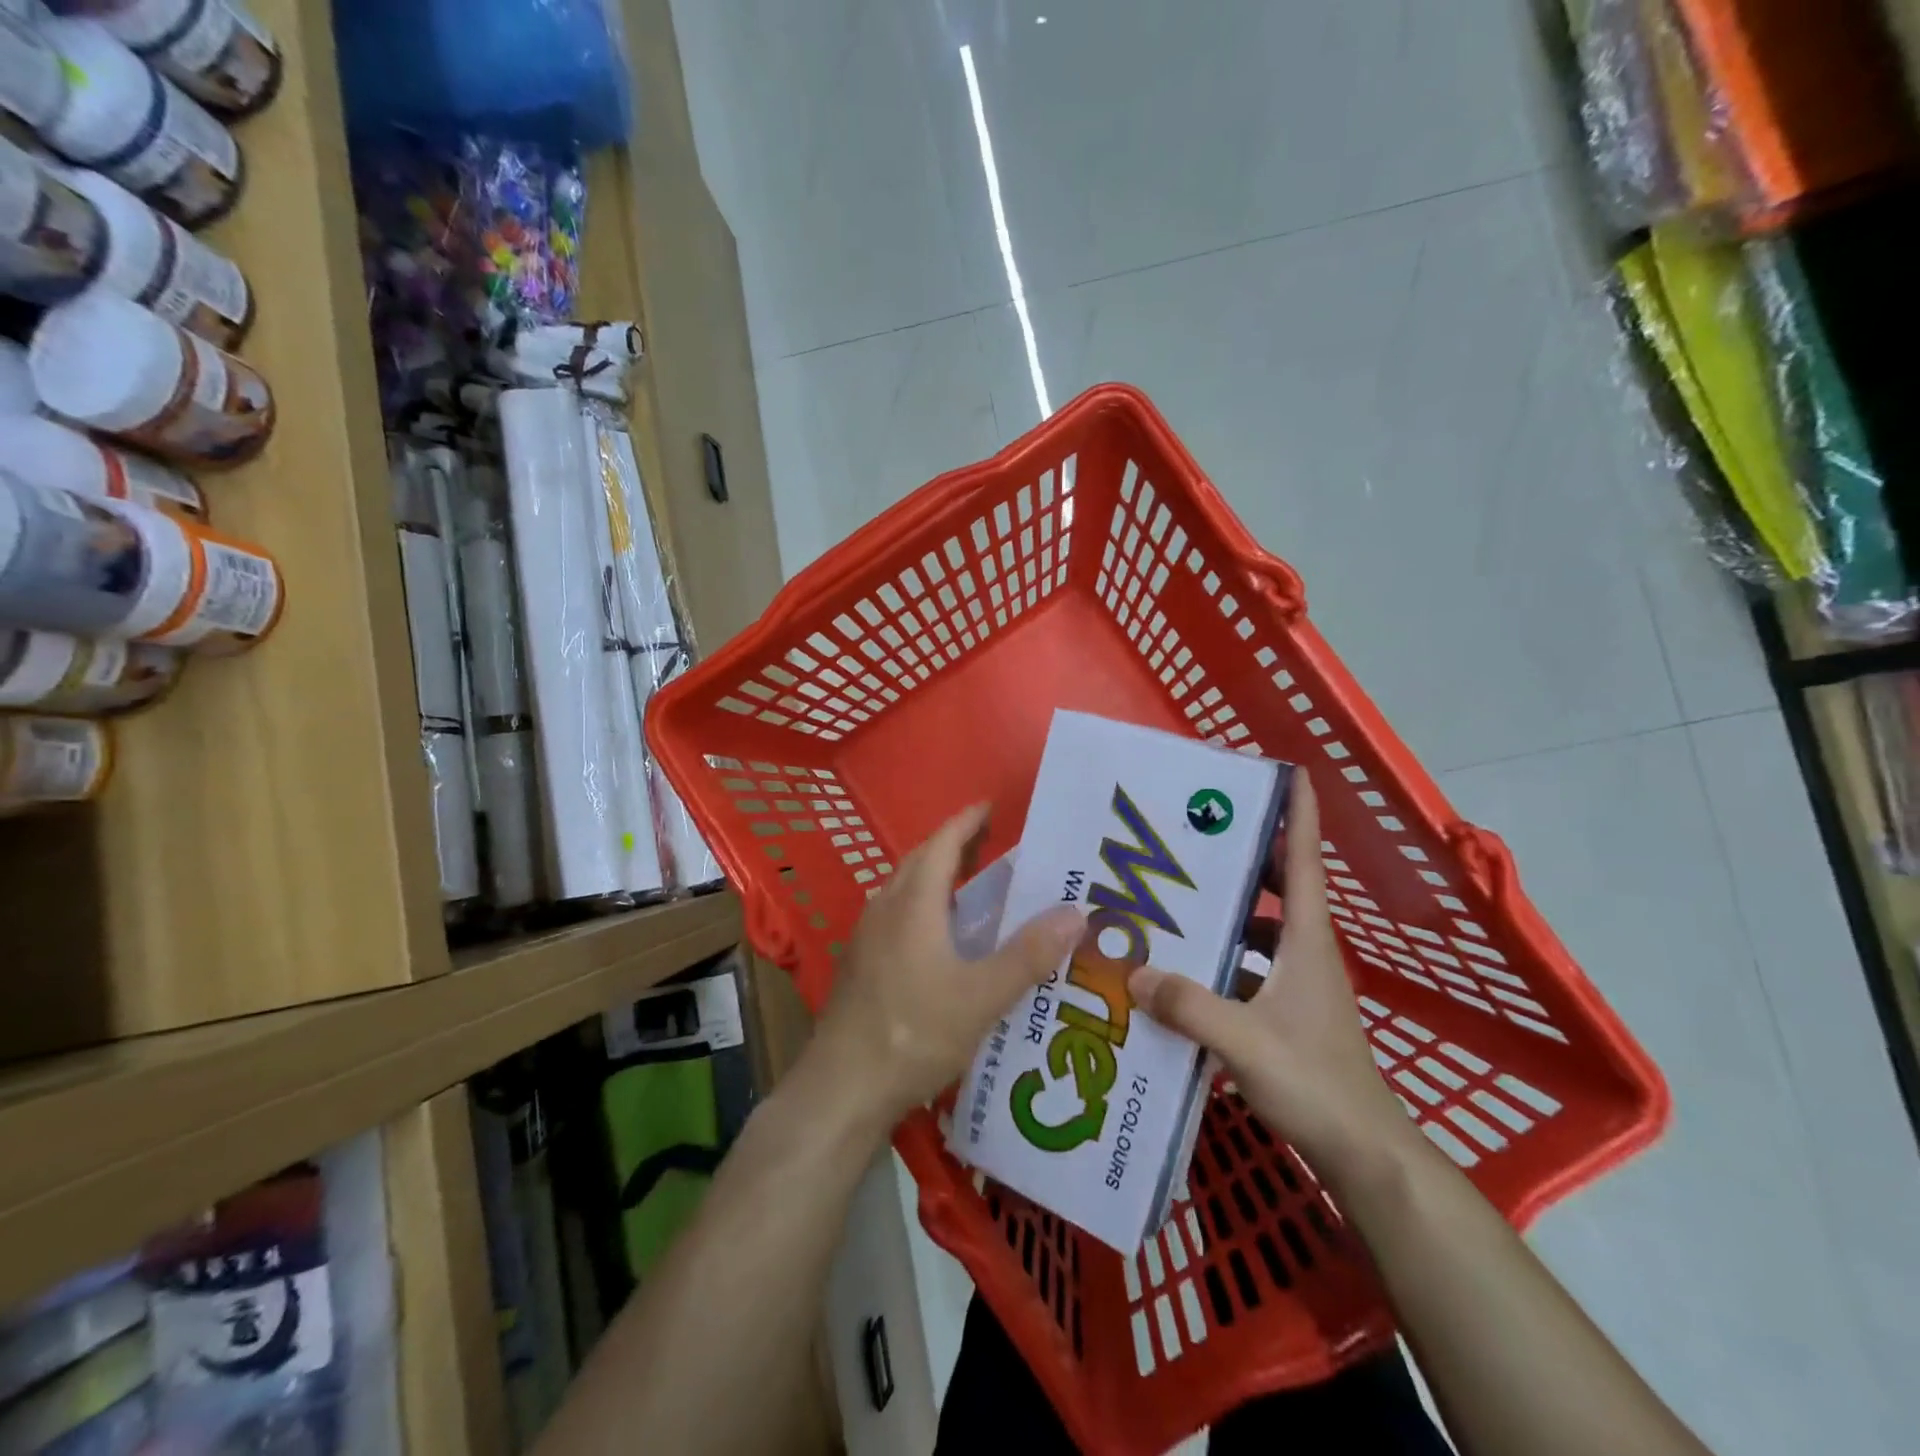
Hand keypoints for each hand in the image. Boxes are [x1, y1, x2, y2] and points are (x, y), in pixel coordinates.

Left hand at [806, 803, 1085, 1131]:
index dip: (967, 822)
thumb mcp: (982, 997)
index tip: (991, 806)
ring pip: (905, 888)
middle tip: (992, 844)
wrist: (843, 1087)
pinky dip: (923, 905)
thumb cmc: (914, 1033)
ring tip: (973, 886)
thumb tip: (1076, 913)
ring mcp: (867, 936)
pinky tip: (941, 937)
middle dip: (954, 845)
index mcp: (914, 903)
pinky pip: (896, 914)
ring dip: (936, 876)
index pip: (942, 844)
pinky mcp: (861, 964)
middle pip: (921, 860)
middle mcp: (885, 908)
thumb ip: (1029, 955)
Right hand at [1127, 771, 1410, 1182]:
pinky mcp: (1284, 1012)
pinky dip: (1217, 959)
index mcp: (1306, 939)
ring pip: (1257, 928)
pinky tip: (1177, 969)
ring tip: (1171, 901)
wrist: (1363, 1152)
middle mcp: (1304, 951)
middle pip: (1276, 886)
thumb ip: (1188, 1005)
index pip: (1304, 860)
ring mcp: (1295, 982)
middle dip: (1242, 855)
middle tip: (1190, 837)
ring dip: (1223, 911)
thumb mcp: (1245, 1040)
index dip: (1298, 812)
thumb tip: (1132, 973)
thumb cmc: (1315, 1083)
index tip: (1282, 770)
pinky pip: (1245, 966)